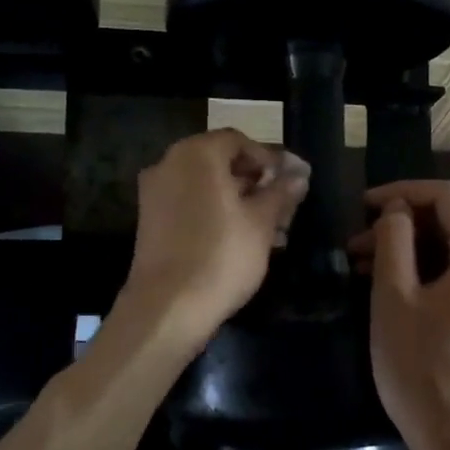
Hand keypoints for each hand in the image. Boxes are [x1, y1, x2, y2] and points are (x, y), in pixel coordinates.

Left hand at [122, 129, 309, 342]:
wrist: (168, 308)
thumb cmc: (222, 255)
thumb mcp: (262, 221)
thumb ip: (281, 192)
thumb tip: (299, 173)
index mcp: (197, 154)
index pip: (239, 141)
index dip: (269, 158)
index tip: (292, 181)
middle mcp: (170, 164)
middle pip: (221, 162)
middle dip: (255, 181)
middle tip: (284, 205)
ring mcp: (155, 193)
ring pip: (206, 186)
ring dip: (239, 200)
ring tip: (271, 229)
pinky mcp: (151, 222)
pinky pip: (191, 205)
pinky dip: (216, 213)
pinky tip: (242, 239)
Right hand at [353, 180, 449, 449]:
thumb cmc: (421, 369)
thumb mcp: (395, 299)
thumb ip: (394, 241)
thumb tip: (396, 210)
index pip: (446, 197)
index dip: (402, 192)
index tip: (362, 206)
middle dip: (401, 225)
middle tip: (356, 244)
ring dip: (410, 249)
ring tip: (363, 266)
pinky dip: (428, 270)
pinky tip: (392, 286)